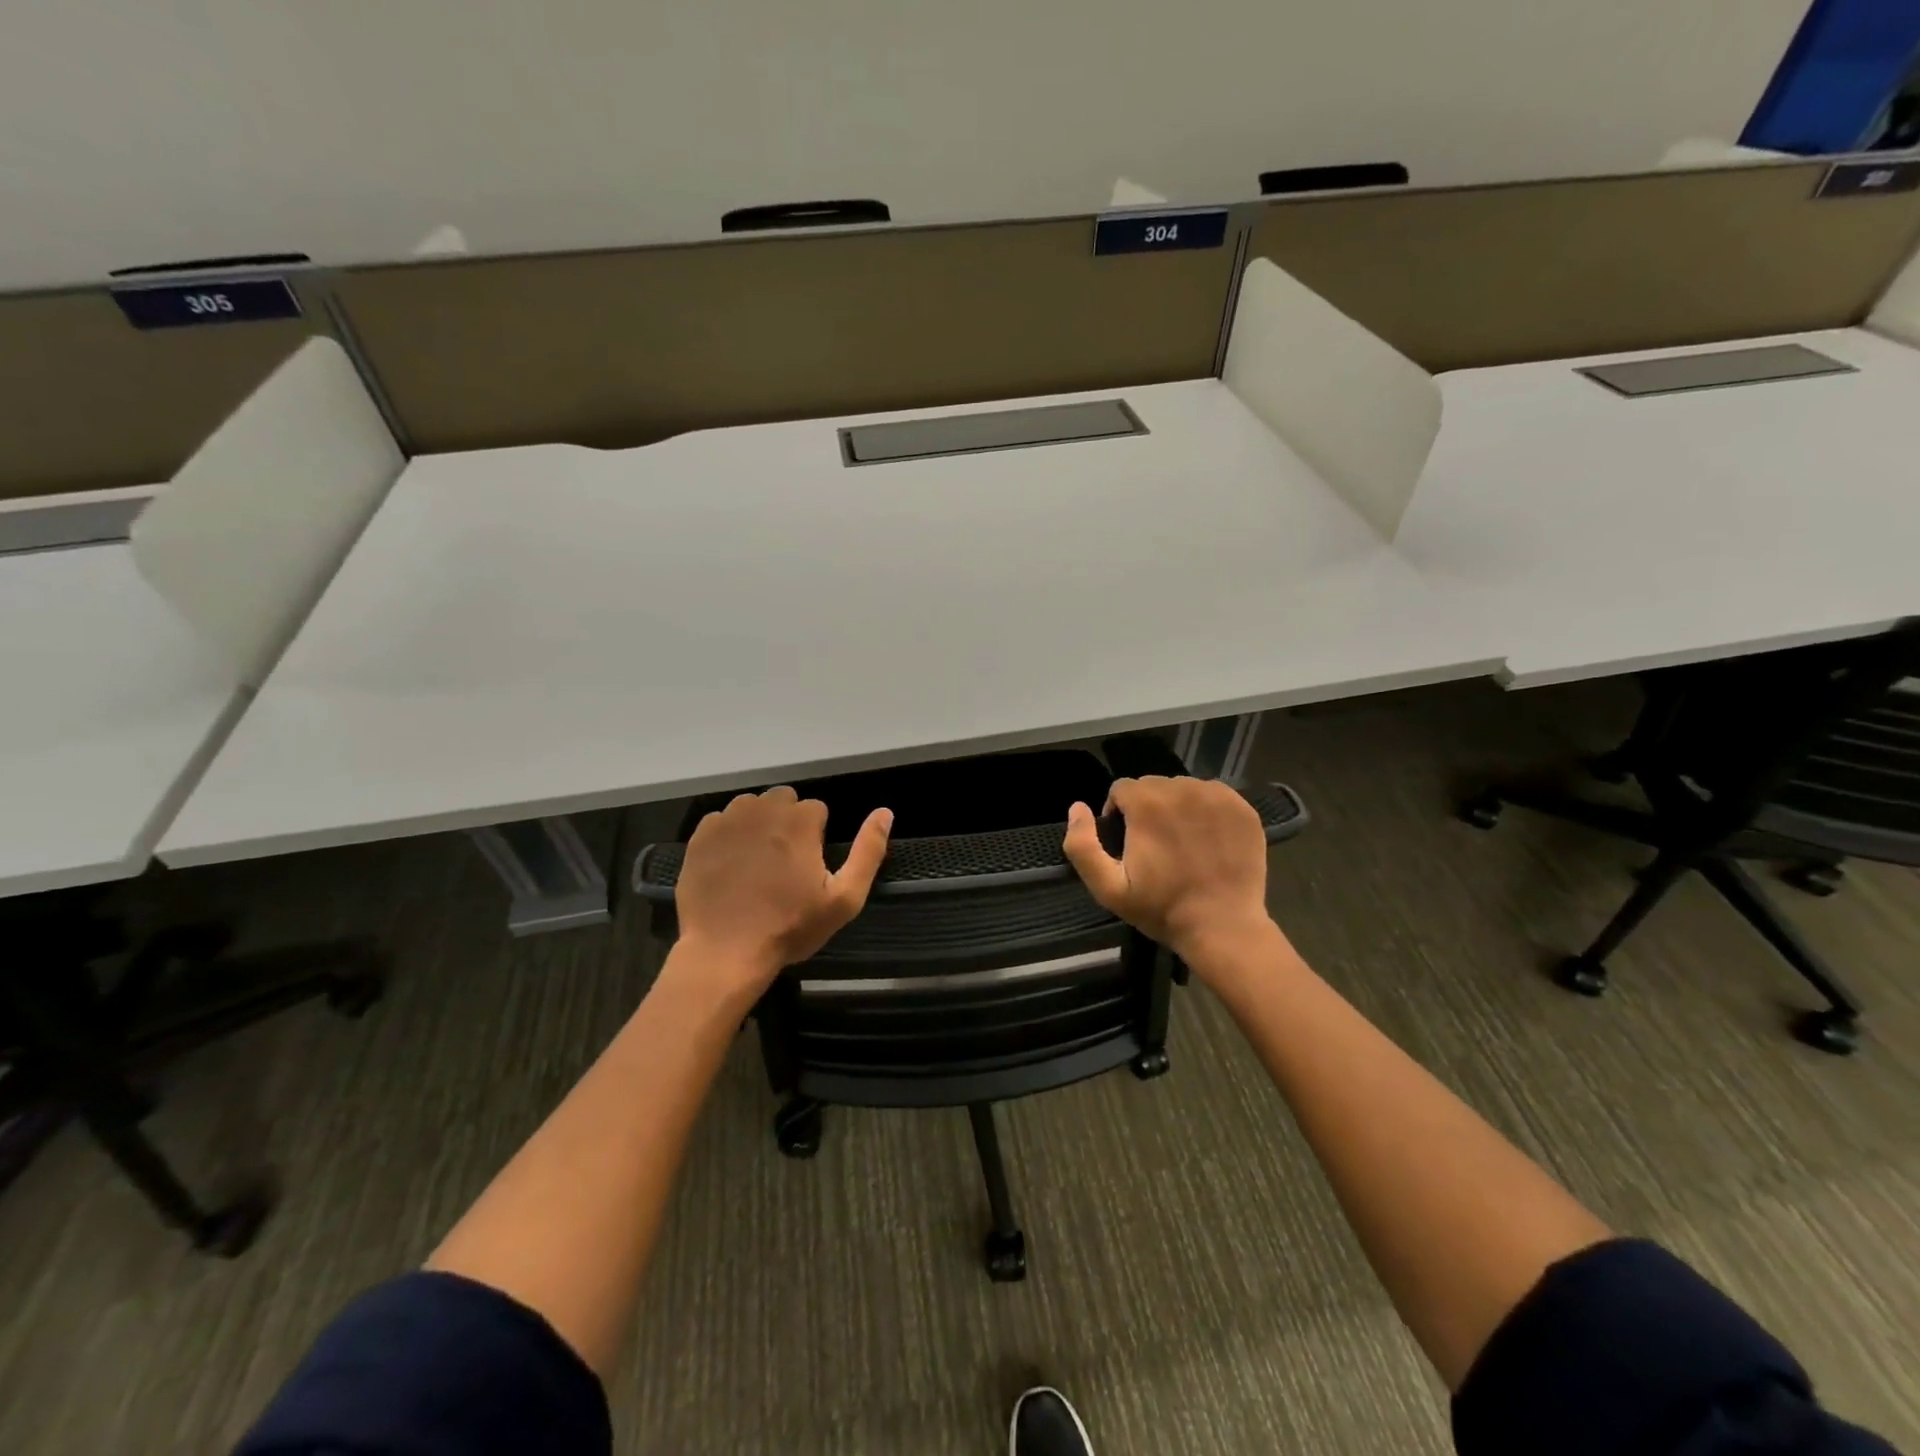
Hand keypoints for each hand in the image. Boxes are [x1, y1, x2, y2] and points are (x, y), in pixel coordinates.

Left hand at [673, 787, 891, 994]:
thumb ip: (868, 851)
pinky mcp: (700, 836)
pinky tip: (730, 865)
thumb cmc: (790, 927)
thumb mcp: (843, 898)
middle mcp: (763, 810)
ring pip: (751, 806)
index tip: (809, 866)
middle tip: (785, 863)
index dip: (817, 836)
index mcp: (800, 822)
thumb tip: (885, 812)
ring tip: (757, 861)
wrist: (725, 952)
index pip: (817, 809)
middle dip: (788, 822)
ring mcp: (728, 821)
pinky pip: (721, 821)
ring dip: (759, 824)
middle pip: (783, 800)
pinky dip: (729, 835)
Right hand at [1061, 776, 1275, 973]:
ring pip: (1184, 789)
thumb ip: (1082, 845)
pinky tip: (1207, 841)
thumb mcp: (1107, 887)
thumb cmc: (1162, 908)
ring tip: (1182, 843)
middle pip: (1153, 786)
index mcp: (1146, 802)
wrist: (1223, 927)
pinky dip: (1206, 812)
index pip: (1121, 789)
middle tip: (1155, 846)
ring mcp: (1216, 796)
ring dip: (1177, 808)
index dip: (1118, 814)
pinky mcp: (1242, 809)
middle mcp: (1182, 788)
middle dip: (1147, 809)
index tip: (1127, 844)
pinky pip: (1213, 797)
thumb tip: (1077, 807)